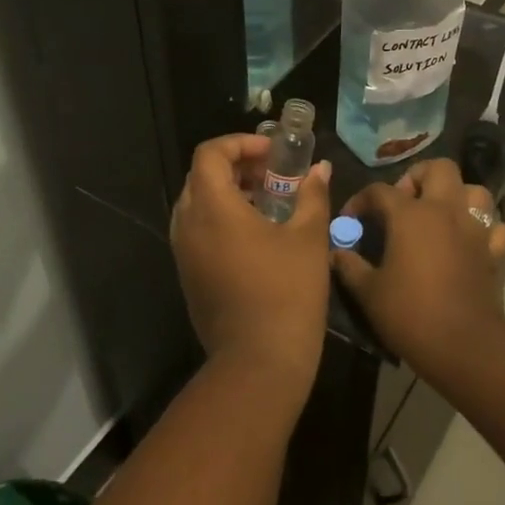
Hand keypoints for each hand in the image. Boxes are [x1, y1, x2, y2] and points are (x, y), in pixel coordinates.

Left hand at [170, 133, 333, 401]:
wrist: (259, 361)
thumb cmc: (287, 292)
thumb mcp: (308, 237)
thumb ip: (312, 195)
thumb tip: (320, 169)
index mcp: (213, 208)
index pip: (210, 153)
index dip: (240, 143)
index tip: (273, 153)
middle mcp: (188, 225)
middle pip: (201, 176)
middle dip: (237, 166)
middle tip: (273, 173)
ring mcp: (184, 253)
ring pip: (197, 204)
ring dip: (229, 192)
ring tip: (268, 201)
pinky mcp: (189, 275)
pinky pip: (198, 230)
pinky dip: (222, 218)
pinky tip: (257, 234)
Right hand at [332, 158, 504, 376]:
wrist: (462, 345)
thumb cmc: (410, 313)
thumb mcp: (369, 292)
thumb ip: (350, 266)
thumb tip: (337, 252)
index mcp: (411, 214)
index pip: (380, 191)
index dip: (361, 200)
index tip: (351, 218)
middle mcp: (446, 210)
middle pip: (438, 168)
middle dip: (418, 176)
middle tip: (404, 201)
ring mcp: (475, 229)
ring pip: (474, 190)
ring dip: (457, 195)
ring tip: (440, 214)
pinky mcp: (495, 252)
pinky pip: (495, 226)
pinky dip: (483, 227)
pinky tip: (470, 240)